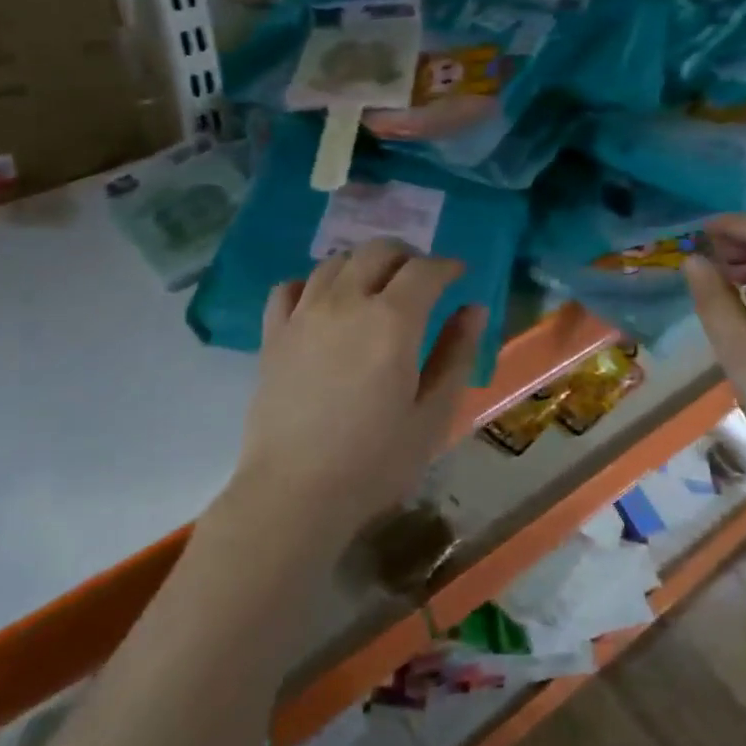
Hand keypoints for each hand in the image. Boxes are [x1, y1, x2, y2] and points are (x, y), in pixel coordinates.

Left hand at [231, 239, 484, 541]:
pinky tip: (323, 302)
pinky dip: (314, 283)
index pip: (425, 270)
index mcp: (392, 321)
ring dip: (364, 263)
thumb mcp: (433, 413)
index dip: (447, 266)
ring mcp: (303, 315)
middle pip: (377, 252)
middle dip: (407, 256)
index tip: (460, 275)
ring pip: (335, 262)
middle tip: (422, 279)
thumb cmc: (376, 461)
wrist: (295, 493)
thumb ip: (456, 354)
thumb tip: (473, 308)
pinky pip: (290, 287)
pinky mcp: (273, 335)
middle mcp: (346, 303)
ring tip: (377, 287)